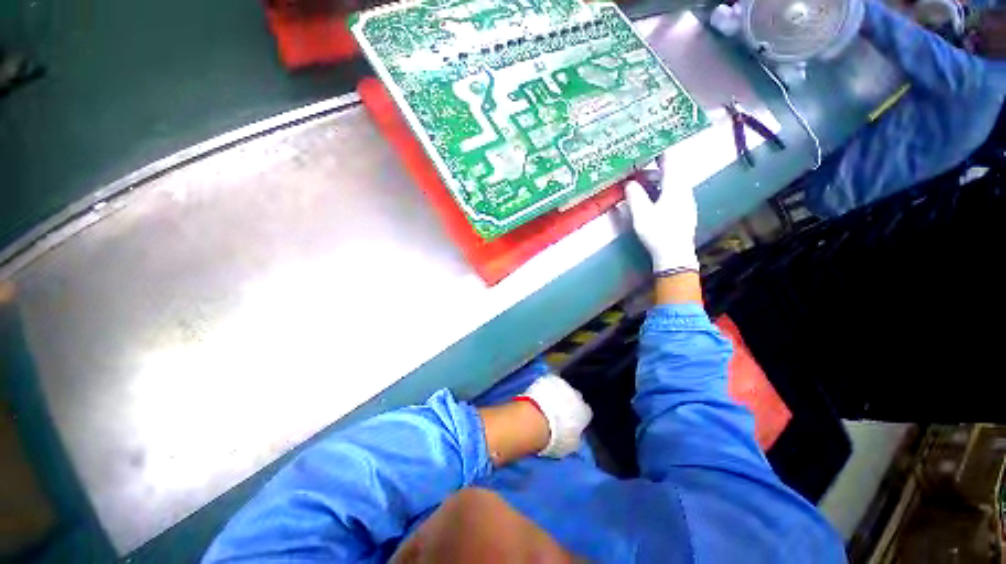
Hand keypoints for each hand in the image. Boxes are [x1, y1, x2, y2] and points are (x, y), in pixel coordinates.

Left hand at [519, 375, 591, 458]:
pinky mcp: (547, 379)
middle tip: (558, 412)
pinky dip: (547, 388)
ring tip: (548, 403)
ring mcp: (562, 385)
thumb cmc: (555, 437)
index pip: (586, 413)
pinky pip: (550, 383)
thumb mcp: (570, 445)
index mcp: (584, 412)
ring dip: (558, 394)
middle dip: (569, 403)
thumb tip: (576, 436)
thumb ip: (576, 438)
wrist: (536, 419)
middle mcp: (577, 396)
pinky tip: (541, 395)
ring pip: (563, 388)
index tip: (571, 422)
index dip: (578, 417)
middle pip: (576, 397)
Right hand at [624, 158, 698, 275]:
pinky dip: (660, 190)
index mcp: (675, 187)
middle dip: (653, 168)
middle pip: (670, 172)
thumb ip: (634, 196)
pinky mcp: (684, 211)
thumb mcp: (641, 214)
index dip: (660, 150)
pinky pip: (672, 193)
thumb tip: (628, 183)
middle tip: (636, 168)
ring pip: (671, 184)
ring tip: (639, 185)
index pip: (670, 161)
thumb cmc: (658, 232)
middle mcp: (684, 191)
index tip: (650, 143)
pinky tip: (651, 199)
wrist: (675, 255)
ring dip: (655, 181)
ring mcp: (686, 202)